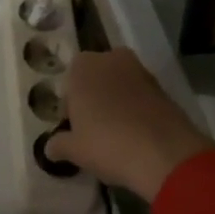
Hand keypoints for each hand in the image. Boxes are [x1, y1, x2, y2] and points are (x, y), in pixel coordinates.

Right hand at [44, 49, 214, 202]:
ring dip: (116, 102)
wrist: (164, 153)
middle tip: (93, 129)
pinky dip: (136, 108)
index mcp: (82, 67)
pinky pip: (140, 95)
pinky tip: (136, 133)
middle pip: (95, 78)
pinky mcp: (163, 86)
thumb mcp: (74, 150)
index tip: (74, 128)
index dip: (70, 107)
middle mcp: (110, 59)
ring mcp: (140, 70)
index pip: (69, 83)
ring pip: (119, 84)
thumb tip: (50, 147)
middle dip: (93, 98)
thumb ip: (58, 144)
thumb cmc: (107, 144)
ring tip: (116, 133)